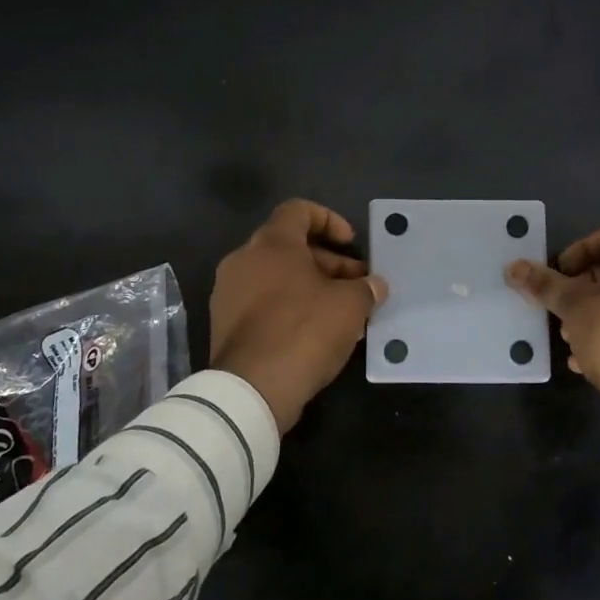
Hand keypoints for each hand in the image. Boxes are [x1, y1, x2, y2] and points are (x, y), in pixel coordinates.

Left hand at [210, 200, 387, 433]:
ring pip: (277, 277)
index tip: (351, 244)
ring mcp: (229, 293)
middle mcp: (243, 260)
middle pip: (290, 246)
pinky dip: (290, 308)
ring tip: (343, 313)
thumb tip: (374, 285)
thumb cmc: (304, 330)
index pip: (298, 210)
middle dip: (328, 262)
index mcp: (271, 243)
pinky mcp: (225, 324)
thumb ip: (365, 288)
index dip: (329, 220)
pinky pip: (263, 303)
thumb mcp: (350, 305)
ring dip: (311, 287)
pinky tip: (317, 334)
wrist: (252, 389)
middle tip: (357, 286)